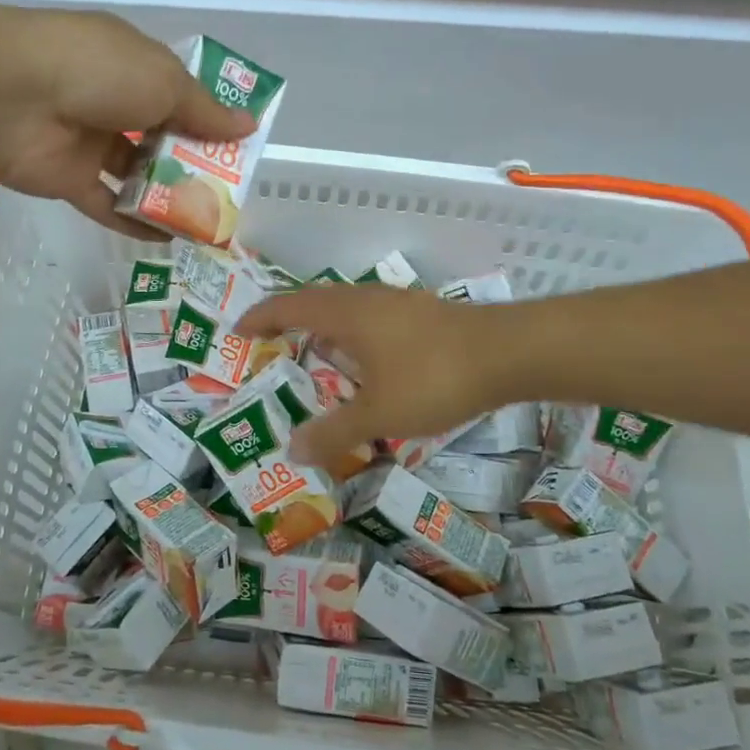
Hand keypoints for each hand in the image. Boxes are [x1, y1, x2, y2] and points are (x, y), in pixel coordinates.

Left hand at [0, 4, 253, 233]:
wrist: (10, 98)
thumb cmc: (99, 73)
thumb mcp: (165, 83)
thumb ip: (205, 112)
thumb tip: (248, 126)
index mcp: (132, 65)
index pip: (178, 93)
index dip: (208, 117)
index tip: (237, 145)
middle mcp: (110, 100)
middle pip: (160, 135)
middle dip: (194, 160)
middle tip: (229, 191)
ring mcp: (88, 141)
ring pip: (136, 172)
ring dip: (168, 195)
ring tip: (207, 220)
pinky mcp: (68, 179)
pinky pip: (109, 204)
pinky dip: (136, 222)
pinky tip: (170, 240)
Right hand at [237, 286, 531, 469]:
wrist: (509, 352)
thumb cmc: (433, 377)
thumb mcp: (378, 413)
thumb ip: (334, 431)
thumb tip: (292, 450)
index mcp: (344, 313)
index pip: (288, 306)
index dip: (261, 317)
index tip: (240, 330)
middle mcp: (365, 299)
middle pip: (315, 301)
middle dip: (290, 321)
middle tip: (273, 345)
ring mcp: (397, 302)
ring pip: (346, 308)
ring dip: (325, 327)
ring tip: (316, 355)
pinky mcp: (422, 313)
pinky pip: (371, 318)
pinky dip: (354, 335)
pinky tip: (368, 362)